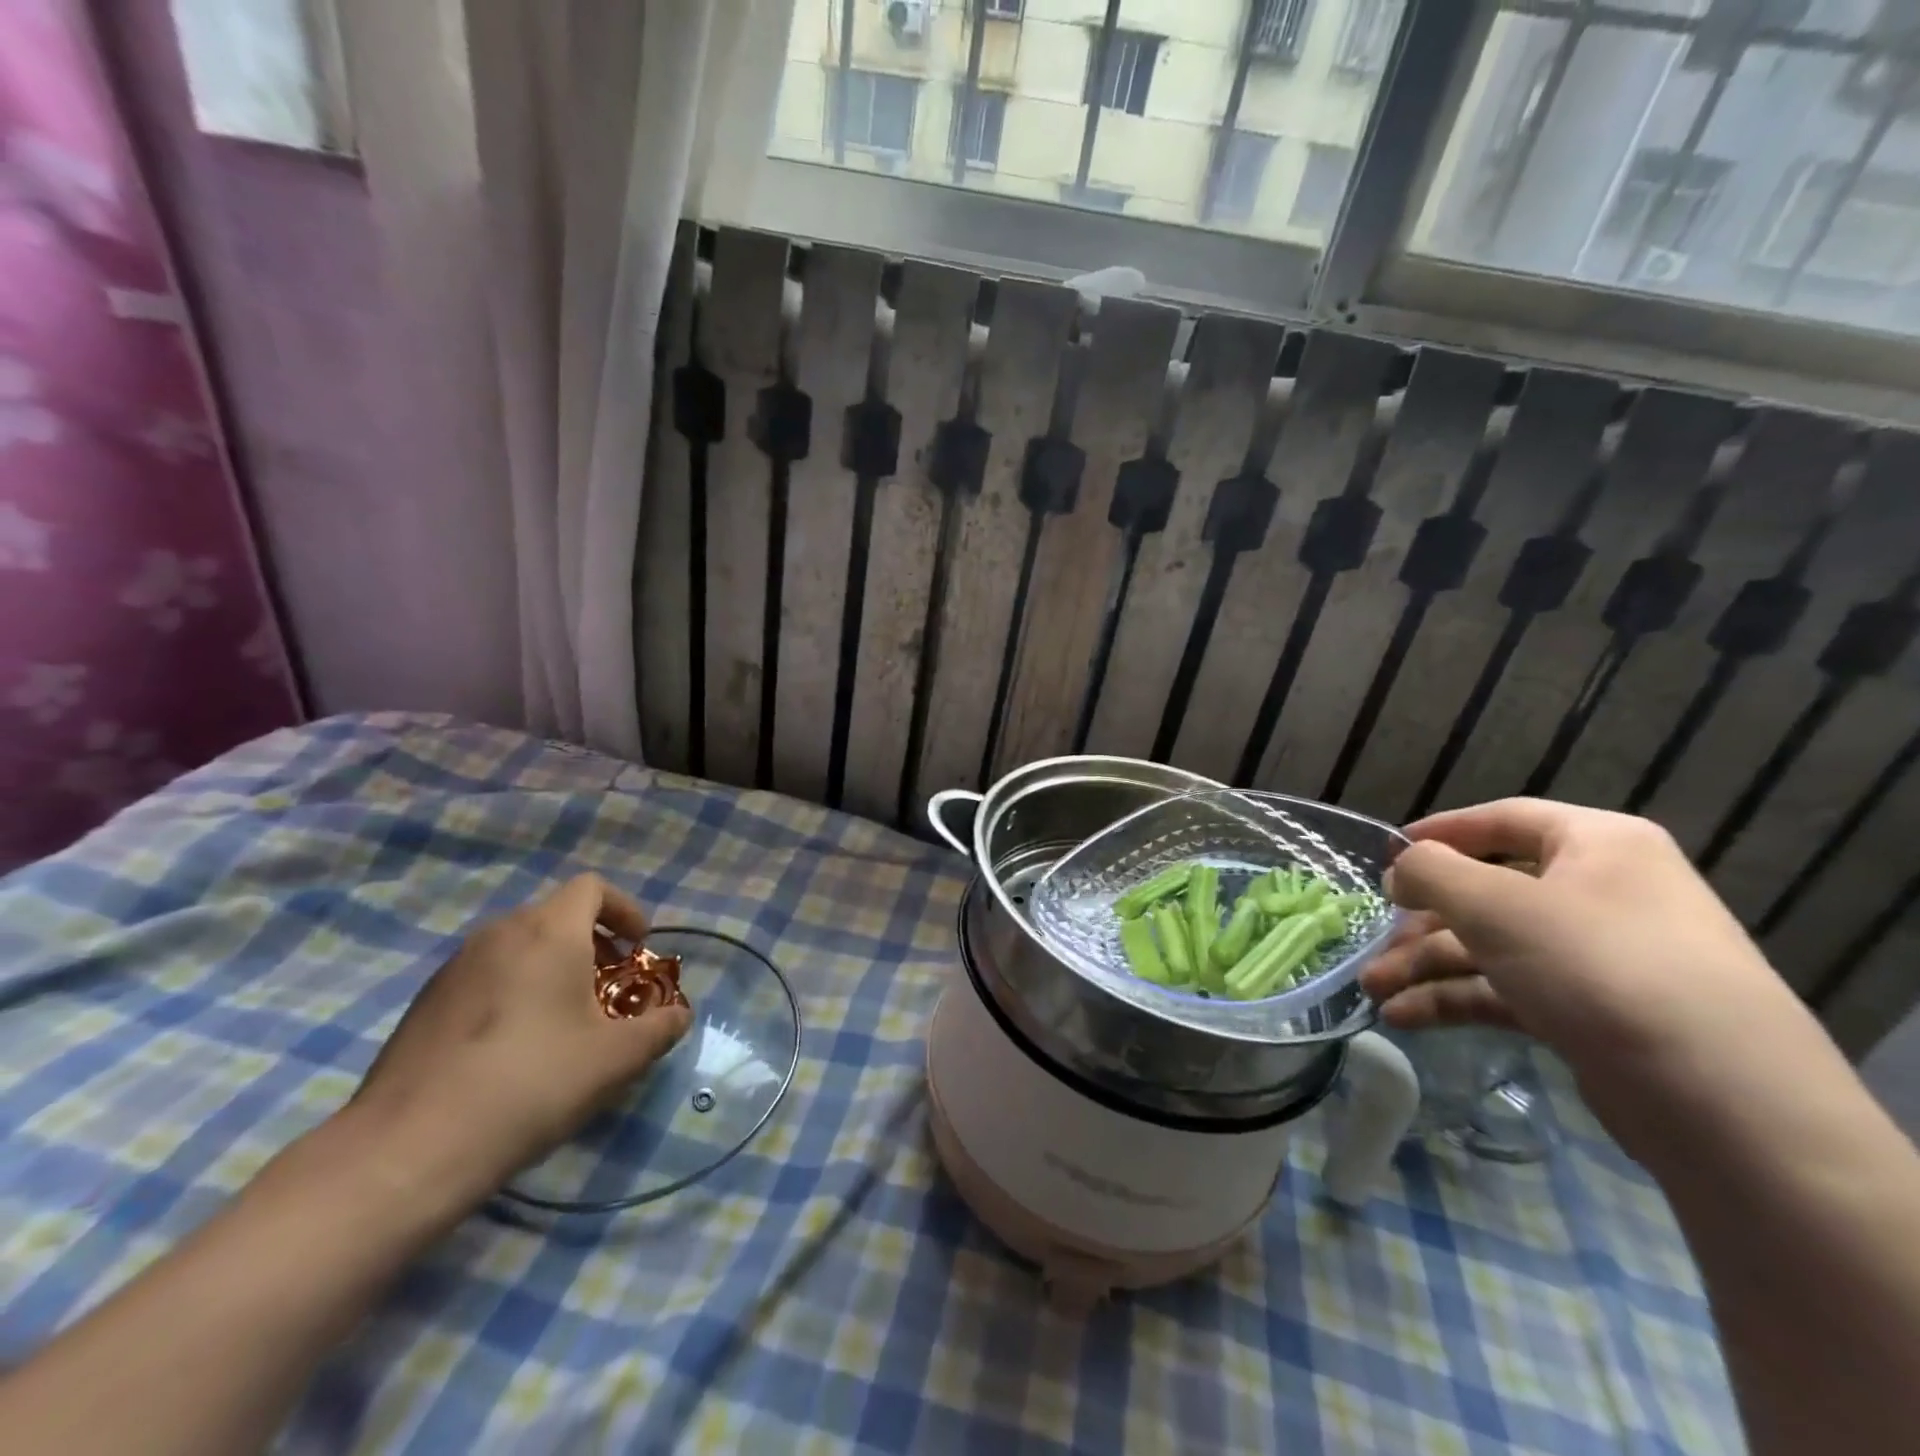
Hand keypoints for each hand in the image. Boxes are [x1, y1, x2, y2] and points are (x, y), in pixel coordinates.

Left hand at [347, 874, 691, 1207]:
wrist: (410, 1148)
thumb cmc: (532, 1083)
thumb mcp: (616, 1059)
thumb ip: (659, 1028)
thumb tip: (679, 1015)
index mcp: (549, 932)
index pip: (592, 887)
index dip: (624, 909)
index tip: (637, 948)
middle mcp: (499, 934)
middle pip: (555, 915)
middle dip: (591, 942)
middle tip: (607, 989)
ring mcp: (454, 967)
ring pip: (518, 946)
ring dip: (551, 967)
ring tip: (563, 1021)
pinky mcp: (424, 1003)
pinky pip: (485, 976)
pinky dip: (512, 990)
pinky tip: (512, 1049)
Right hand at [1360, 798, 1802, 1085]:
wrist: (1724, 1105)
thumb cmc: (1599, 968)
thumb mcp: (1497, 906)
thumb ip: (1431, 872)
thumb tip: (1402, 869)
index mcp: (1596, 844)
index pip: (1502, 820)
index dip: (1438, 833)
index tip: (1383, 855)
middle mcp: (1600, 892)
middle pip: (1486, 892)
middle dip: (1419, 922)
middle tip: (1371, 945)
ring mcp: (1597, 957)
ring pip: (1489, 946)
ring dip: (1425, 966)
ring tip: (1374, 993)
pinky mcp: (1591, 1013)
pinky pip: (1507, 990)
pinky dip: (1455, 999)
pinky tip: (1406, 1018)